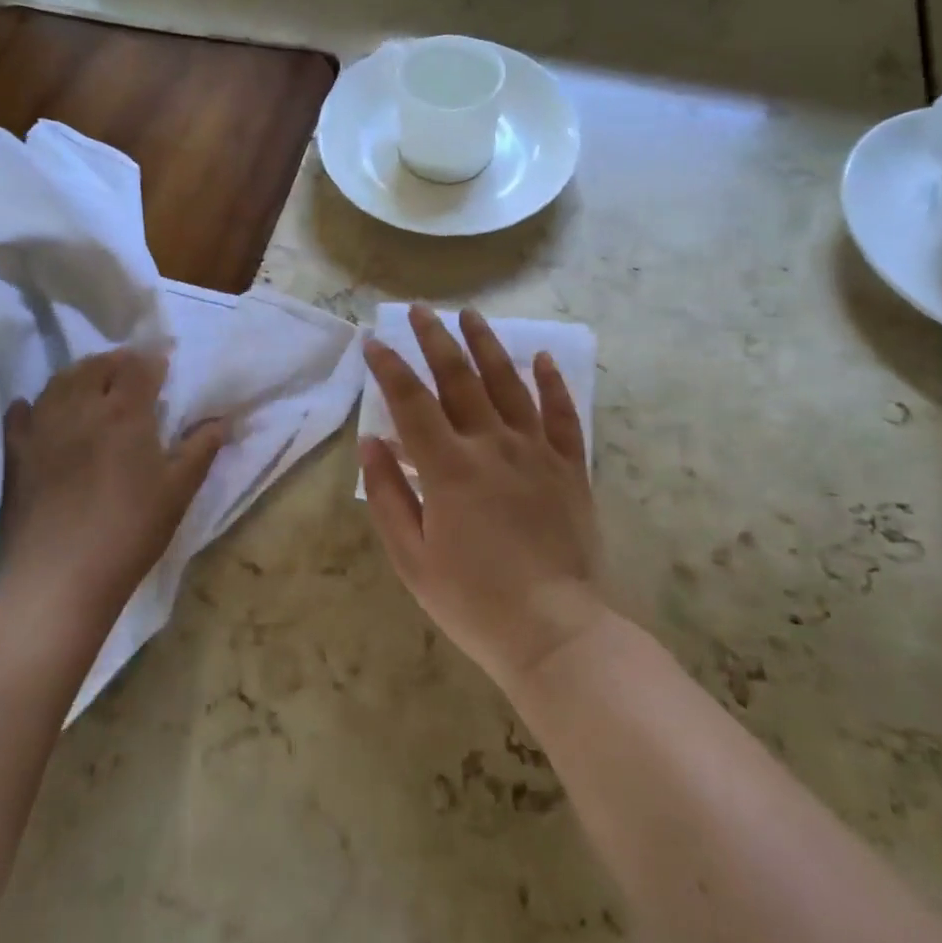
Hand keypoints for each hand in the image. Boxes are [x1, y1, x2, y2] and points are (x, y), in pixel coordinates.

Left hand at [0, 348, 225, 622]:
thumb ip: (200, 449)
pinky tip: (36, 409)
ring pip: (59, 382)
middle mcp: (81, 408)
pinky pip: (21, 414)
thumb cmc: (130, 530)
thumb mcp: (179, 491)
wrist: (61, 575)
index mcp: (125, 413)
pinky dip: (32, 405)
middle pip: (96, 366)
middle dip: (116, 362)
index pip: (139, 367)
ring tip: (91, 382)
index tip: (165, 362)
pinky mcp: (17, 454)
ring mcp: (43, 428)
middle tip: (131, 371)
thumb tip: (220, 421)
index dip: (154, 359)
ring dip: (79, 374)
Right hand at [360, 306, 605, 690]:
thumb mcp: (412, 557)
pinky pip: (563, 415)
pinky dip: (552, 383)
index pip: (411, 401)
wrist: (555, 632)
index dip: (388, 367)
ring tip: (471, 315)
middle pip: (460, 378)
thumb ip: (388, 493)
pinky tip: (543, 357)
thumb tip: (371, 441)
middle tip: (420, 310)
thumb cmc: (473, 600)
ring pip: (509, 383)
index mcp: (449, 467)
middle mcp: (493, 445)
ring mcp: (536, 452)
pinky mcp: (570, 467)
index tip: (373, 341)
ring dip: (488, 345)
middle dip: (435, 338)